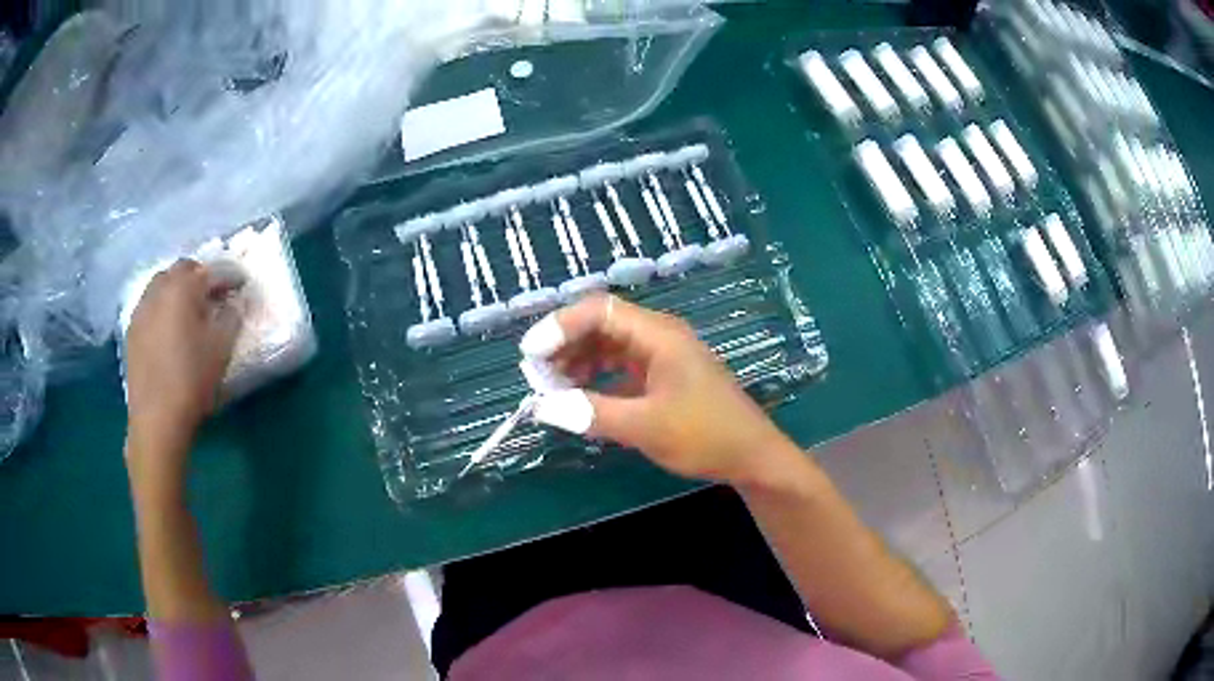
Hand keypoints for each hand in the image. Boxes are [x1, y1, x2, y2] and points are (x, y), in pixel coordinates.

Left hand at [124, 260, 242, 454]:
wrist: (156, 419)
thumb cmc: (192, 380)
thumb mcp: (221, 349)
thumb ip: (232, 317)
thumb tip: (234, 303)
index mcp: (183, 287)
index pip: (212, 271)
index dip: (231, 275)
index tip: (243, 284)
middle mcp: (159, 288)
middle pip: (183, 269)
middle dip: (201, 276)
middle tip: (215, 294)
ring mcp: (142, 308)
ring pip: (163, 284)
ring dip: (179, 289)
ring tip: (191, 309)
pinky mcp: (132, 329)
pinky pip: (151, 304)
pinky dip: (164, 306)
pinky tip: (170, 328)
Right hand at [520, 294, 798, 487]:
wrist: (752, 456)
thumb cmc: (706, 436)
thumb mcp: (646, 427)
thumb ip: (592, 413)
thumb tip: (541, 407)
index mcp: (659, 335)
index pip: (599, 310)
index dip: (560, 326)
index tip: (531, 355)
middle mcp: (658, 336)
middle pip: (601, 324)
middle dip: (564, 345)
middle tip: (537, 376)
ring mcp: (662, 356)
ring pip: (609, 344)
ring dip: (578, 361)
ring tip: (553, 388)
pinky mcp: (663, 376)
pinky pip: (620, 365)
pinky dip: (596, 377)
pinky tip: (581, 396)